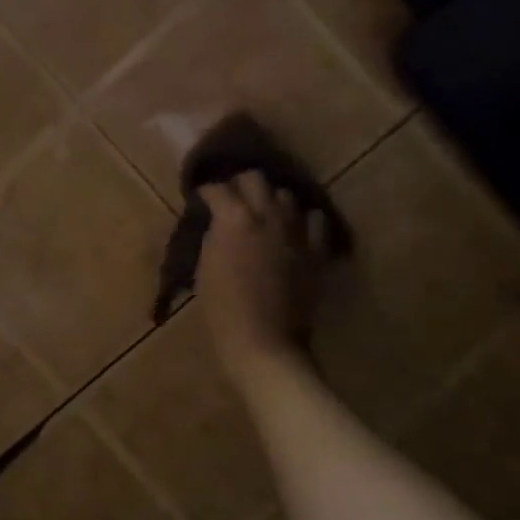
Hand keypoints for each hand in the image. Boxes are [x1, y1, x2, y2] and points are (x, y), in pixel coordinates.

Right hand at [197, 172, 330, 376]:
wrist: (264, 341)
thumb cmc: (223, 310)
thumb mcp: (205, 268)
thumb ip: (214, 236)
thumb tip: (218, 224)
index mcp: (233, 218)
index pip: (217, 189)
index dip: (207, 191)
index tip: (202, 197)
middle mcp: (266, 214)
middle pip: (255, 178)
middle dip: (241, 184)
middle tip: (234, 198)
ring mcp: (296, 230)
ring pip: (286, 195)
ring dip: (272, 200)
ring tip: (265, 213)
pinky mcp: (316, 249)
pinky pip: (316, 221)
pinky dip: (304, 221)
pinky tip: (296, 230)